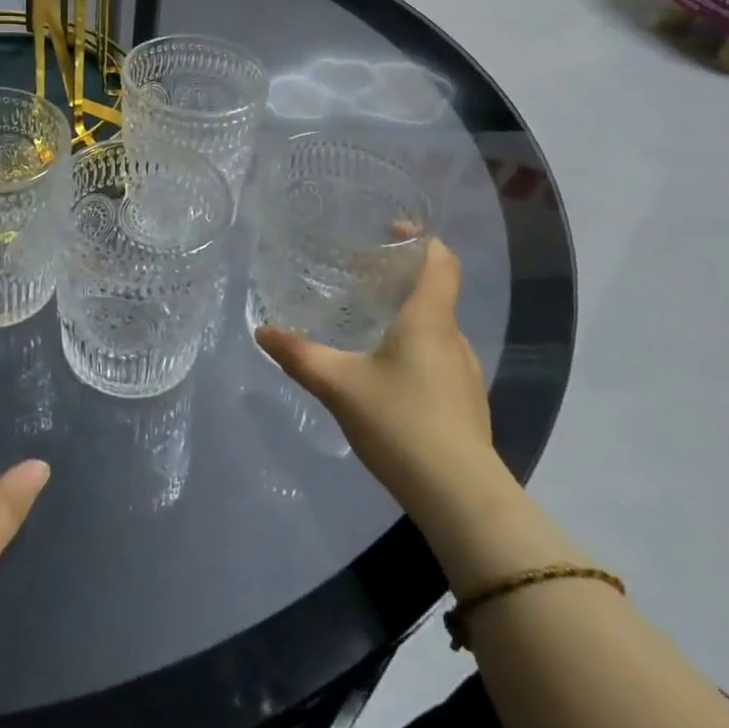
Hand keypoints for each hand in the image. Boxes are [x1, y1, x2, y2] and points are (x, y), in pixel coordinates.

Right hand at [255, 237, 499, 528]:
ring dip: (407, 317)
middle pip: (434, 293)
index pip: (440, 261)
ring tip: (368, 324)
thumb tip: (262, 331)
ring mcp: (465, 374)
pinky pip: (439, 359)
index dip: (421, 238)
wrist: (461, 498)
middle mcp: (453, 338)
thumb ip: (299, 356)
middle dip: (400, 279)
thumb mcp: (339, 385)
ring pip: (436, 329)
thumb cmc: (401, 422)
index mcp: (429, 320)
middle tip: (361, 277)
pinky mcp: (466, 404)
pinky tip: (386, 374)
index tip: (390, 229)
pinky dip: (415, 350)